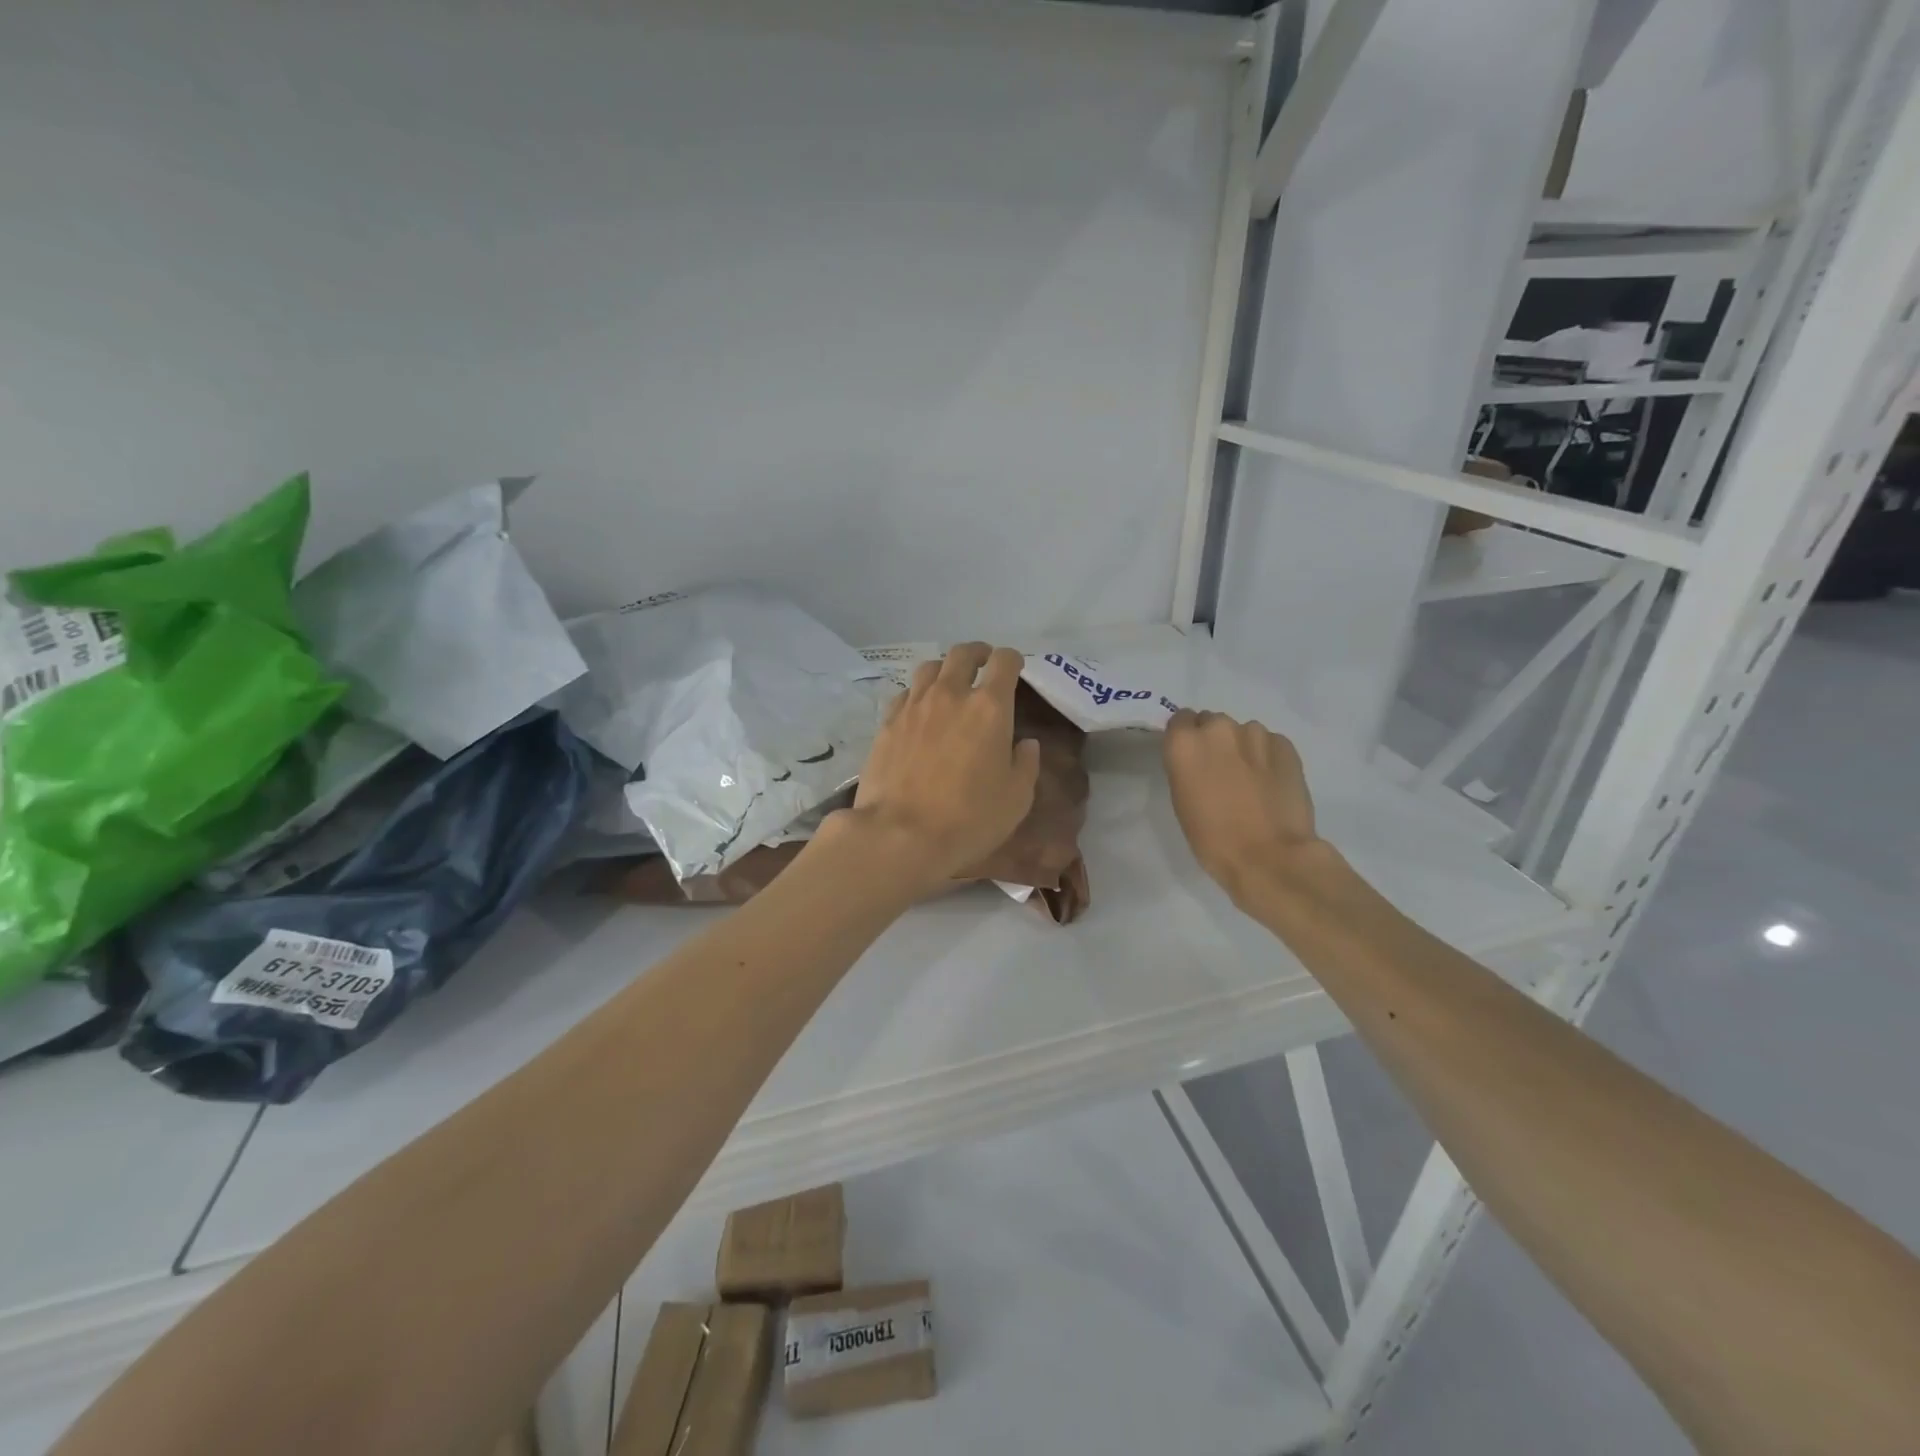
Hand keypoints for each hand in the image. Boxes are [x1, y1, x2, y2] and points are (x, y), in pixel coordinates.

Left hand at [836, 643, 1039, 890]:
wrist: (899, 835)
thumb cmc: (968, 819)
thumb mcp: (1016, 799)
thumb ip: (1026, 764)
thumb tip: (1026, 744)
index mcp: (989, 707)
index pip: (1004, 662)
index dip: (1012, 660)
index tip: (1015, 669)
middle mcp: (950, 695)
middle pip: (963, 653)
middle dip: (978, 654)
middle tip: (984, 666)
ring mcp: (914, 706)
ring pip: (930, 668)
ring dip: (945, 670)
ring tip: (950, 685)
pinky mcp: (887, 722)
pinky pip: (905, 693)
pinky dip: (918, 694)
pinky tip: (920, 712)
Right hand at [1163, 709, 1320, 906]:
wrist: (1270, 857)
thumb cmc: (1213, 838)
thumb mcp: (1182, 800)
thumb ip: (1187, 768)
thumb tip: (1199, 760)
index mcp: (1185, 743)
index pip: (1180, 720)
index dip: (1186, 738)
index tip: (1192, 759)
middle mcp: (1218, 728)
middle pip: (1212, 723)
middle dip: (1215, 742)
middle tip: (1221, 773)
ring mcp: (1255, 733)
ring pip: (1243, 733)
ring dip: (1243, 749)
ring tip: (1251, 781)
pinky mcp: (1286, 745)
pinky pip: (1270, 744)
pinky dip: (1267, 757)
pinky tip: (1271, 784)